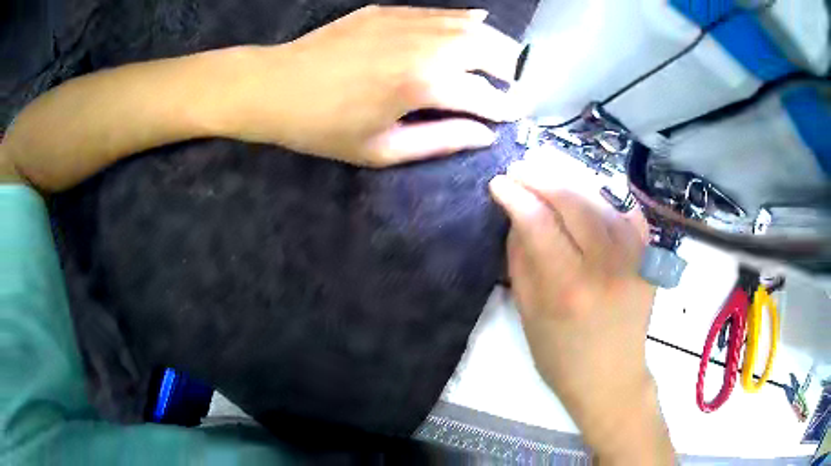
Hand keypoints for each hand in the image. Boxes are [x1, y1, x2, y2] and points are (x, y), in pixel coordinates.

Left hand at [223, 5, 522, 166]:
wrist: (275, 86)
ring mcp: (407, 22)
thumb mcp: (381, 151)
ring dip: (496, 43)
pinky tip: (475, 23)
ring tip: (504, 59)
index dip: (505, 108)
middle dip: (513, 69)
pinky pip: (441, 12)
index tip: (513, 116)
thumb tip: (484, 135)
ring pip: (471, 26)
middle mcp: (424, 46)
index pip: (484, 95)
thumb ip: (440, 141)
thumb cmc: (323, 128)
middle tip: (516, 85)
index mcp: (421, 85)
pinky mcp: (390, 10)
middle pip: (490, 50)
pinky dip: (465, 19)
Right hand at [489, 158, 673, 462]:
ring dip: (570, 178)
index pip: (539, 222)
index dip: (515, 195)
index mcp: (569, 288)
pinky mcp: (648, 256)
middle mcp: (607, 266)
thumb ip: (521, 258)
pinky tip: (586, 189)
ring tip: (546, 168)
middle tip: (520, 167)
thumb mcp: (528, 313)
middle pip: (573, 200)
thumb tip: (517, 214)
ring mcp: (635, 257)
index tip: (498, 183)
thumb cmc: (561, 356)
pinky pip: (626, 210)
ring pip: (601, 198)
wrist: (612, 377)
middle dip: (541, 175)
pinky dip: (604, 195)